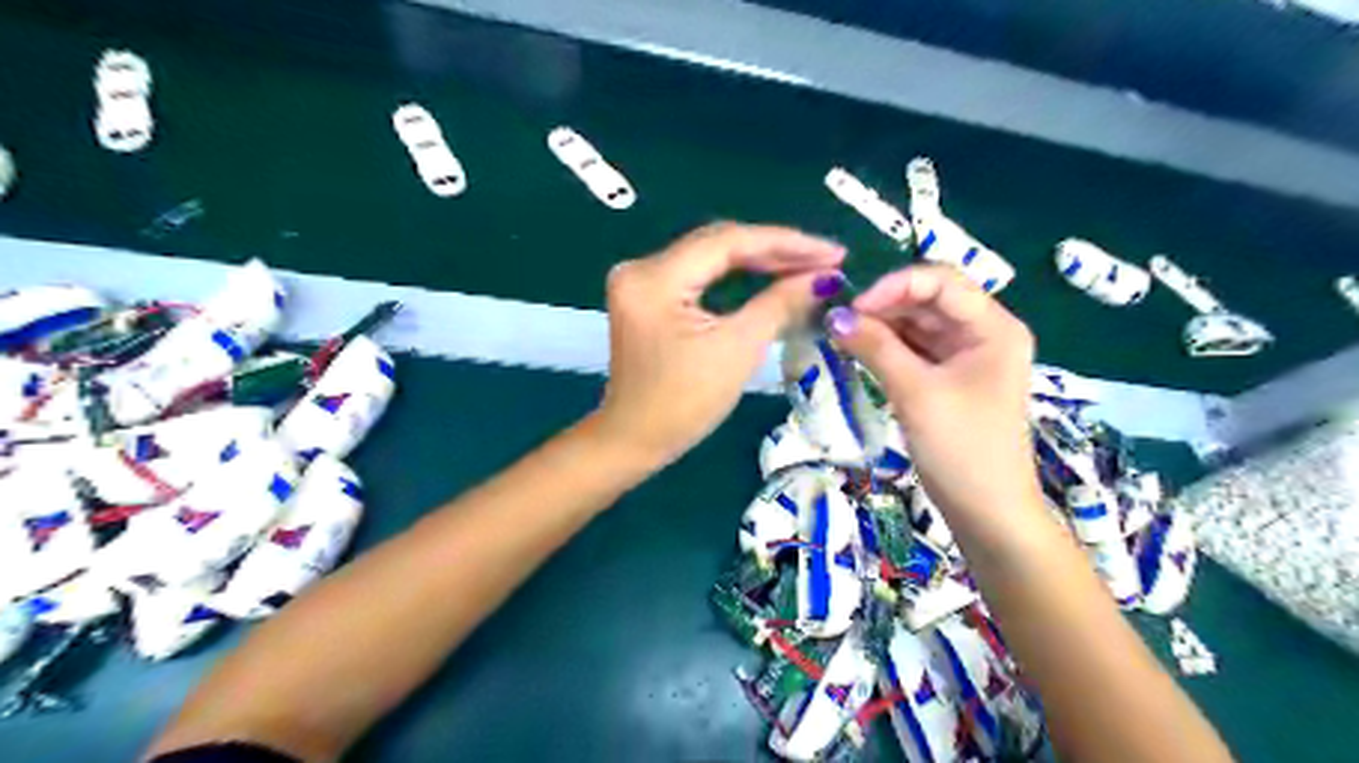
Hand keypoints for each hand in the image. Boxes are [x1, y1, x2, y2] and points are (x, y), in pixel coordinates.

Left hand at [592, 223, 839, 465]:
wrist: (634, 441)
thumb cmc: (683, 404)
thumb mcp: (736, 351)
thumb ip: (780, 305)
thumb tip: (825, 278)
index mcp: (654, 278)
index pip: (728, 241)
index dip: (785, 243)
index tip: (832, 252)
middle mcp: (641, 267)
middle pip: (718, 244)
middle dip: (775, 250)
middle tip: (826, 259)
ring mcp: (641, 281)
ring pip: (710, 258)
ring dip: (759, 262)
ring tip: (808, 265)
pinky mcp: (648, 296)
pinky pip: (700, 275)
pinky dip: (736, 276)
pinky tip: (770, 276)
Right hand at [829, 262, 1042, 518]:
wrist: (987, 513)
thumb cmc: (962, 449)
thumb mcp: (916, 393)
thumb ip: (875, 347)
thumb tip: (834, 316)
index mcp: (994, 327)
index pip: (940, 282)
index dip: (894, 285)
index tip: (852, 307)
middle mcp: (983, 333)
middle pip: (928, 300)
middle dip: (884, 305)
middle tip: (838, 321)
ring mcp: (966, 357)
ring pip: (918, 325)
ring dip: (881, 326)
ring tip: (841, 334)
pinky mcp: (949, 379)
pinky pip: (915, 350)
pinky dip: (887, 348)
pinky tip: (857, 350)